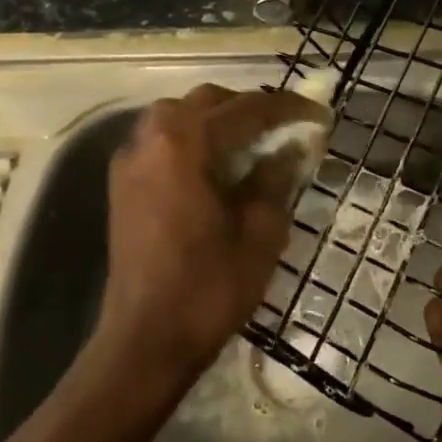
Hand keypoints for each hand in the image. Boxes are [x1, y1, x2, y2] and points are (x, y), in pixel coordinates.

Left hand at [97, 84, 322, 385]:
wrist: (146, 340)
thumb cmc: (209, 287)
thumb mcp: (260, 232)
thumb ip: (276, 179)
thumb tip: (292, 148)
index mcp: (184, 145)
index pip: (245, 110)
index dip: (287, 109)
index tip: (319, 115)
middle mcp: (150, 139)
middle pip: (206, 102)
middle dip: (250, 107)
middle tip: (286, 127)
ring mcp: (130, 160)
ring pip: (179, 115)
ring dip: (218, 119)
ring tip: (254, 142)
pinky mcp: (122, 183)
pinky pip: (161, 139)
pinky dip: (192, 138)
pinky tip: (216, 163)